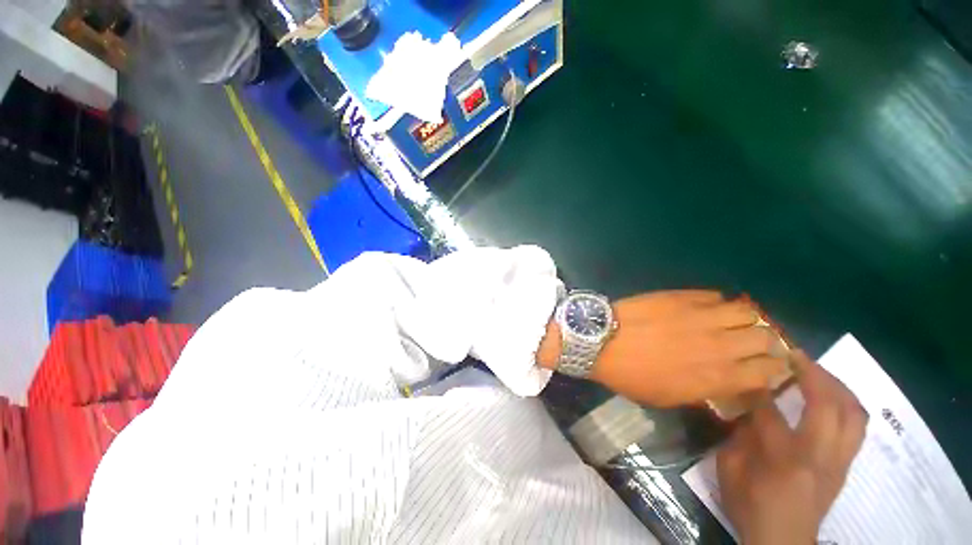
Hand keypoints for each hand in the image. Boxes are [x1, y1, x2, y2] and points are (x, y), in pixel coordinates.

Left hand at [543, 290, 788, 406]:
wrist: (602, 341)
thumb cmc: (631, 376)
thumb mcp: (669, 398)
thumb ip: (705, 391)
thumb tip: (726, 382)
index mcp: (718, 377)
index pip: (769, 372)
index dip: (775, 369)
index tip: (769, 367)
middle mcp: (720, 344)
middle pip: (766, 337)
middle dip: (767, 341)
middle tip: (755, 343)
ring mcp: (702, 316)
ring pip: (747, 311)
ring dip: (749, 318)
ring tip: (737, 322)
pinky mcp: (682, 296)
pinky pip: (715, 296)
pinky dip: (719, 303)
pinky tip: (710, 308)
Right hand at [716, 351, 867, 544]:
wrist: (783, 541)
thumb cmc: (749, 505)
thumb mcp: (728, 469)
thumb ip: (738, 435)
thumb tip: (746, 408)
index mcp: (783, 458)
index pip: (771, 410)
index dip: (758, 385)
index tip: (750, 366)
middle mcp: (819, 455)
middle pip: (828, 405)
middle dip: (813, 373)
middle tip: (795, 355)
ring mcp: (838, 461)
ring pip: (853, 413)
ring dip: (838, 386)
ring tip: (818, 370)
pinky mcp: (845, 466)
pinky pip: (857, 427)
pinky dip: (847, 404)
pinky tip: (832, 396)